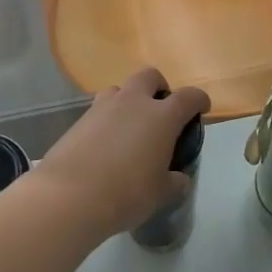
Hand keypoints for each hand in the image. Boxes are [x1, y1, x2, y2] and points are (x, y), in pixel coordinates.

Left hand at [36, 67, 210, 238]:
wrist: (70, 195)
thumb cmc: (126, 193)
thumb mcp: (159, 194)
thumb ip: (174, 183)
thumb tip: (179, 179)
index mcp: (161, 117)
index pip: (188, 97)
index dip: (198, 100)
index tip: (202, 107)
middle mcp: (133, 102)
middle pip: (149, 76)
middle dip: (159, 87)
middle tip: (160, 110)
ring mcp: (103, 107)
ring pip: (120, 89)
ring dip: (128, 100)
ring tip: (129, 126)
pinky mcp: (79, 120)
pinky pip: (99, 110)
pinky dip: (107, 119)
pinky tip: (105, 144)